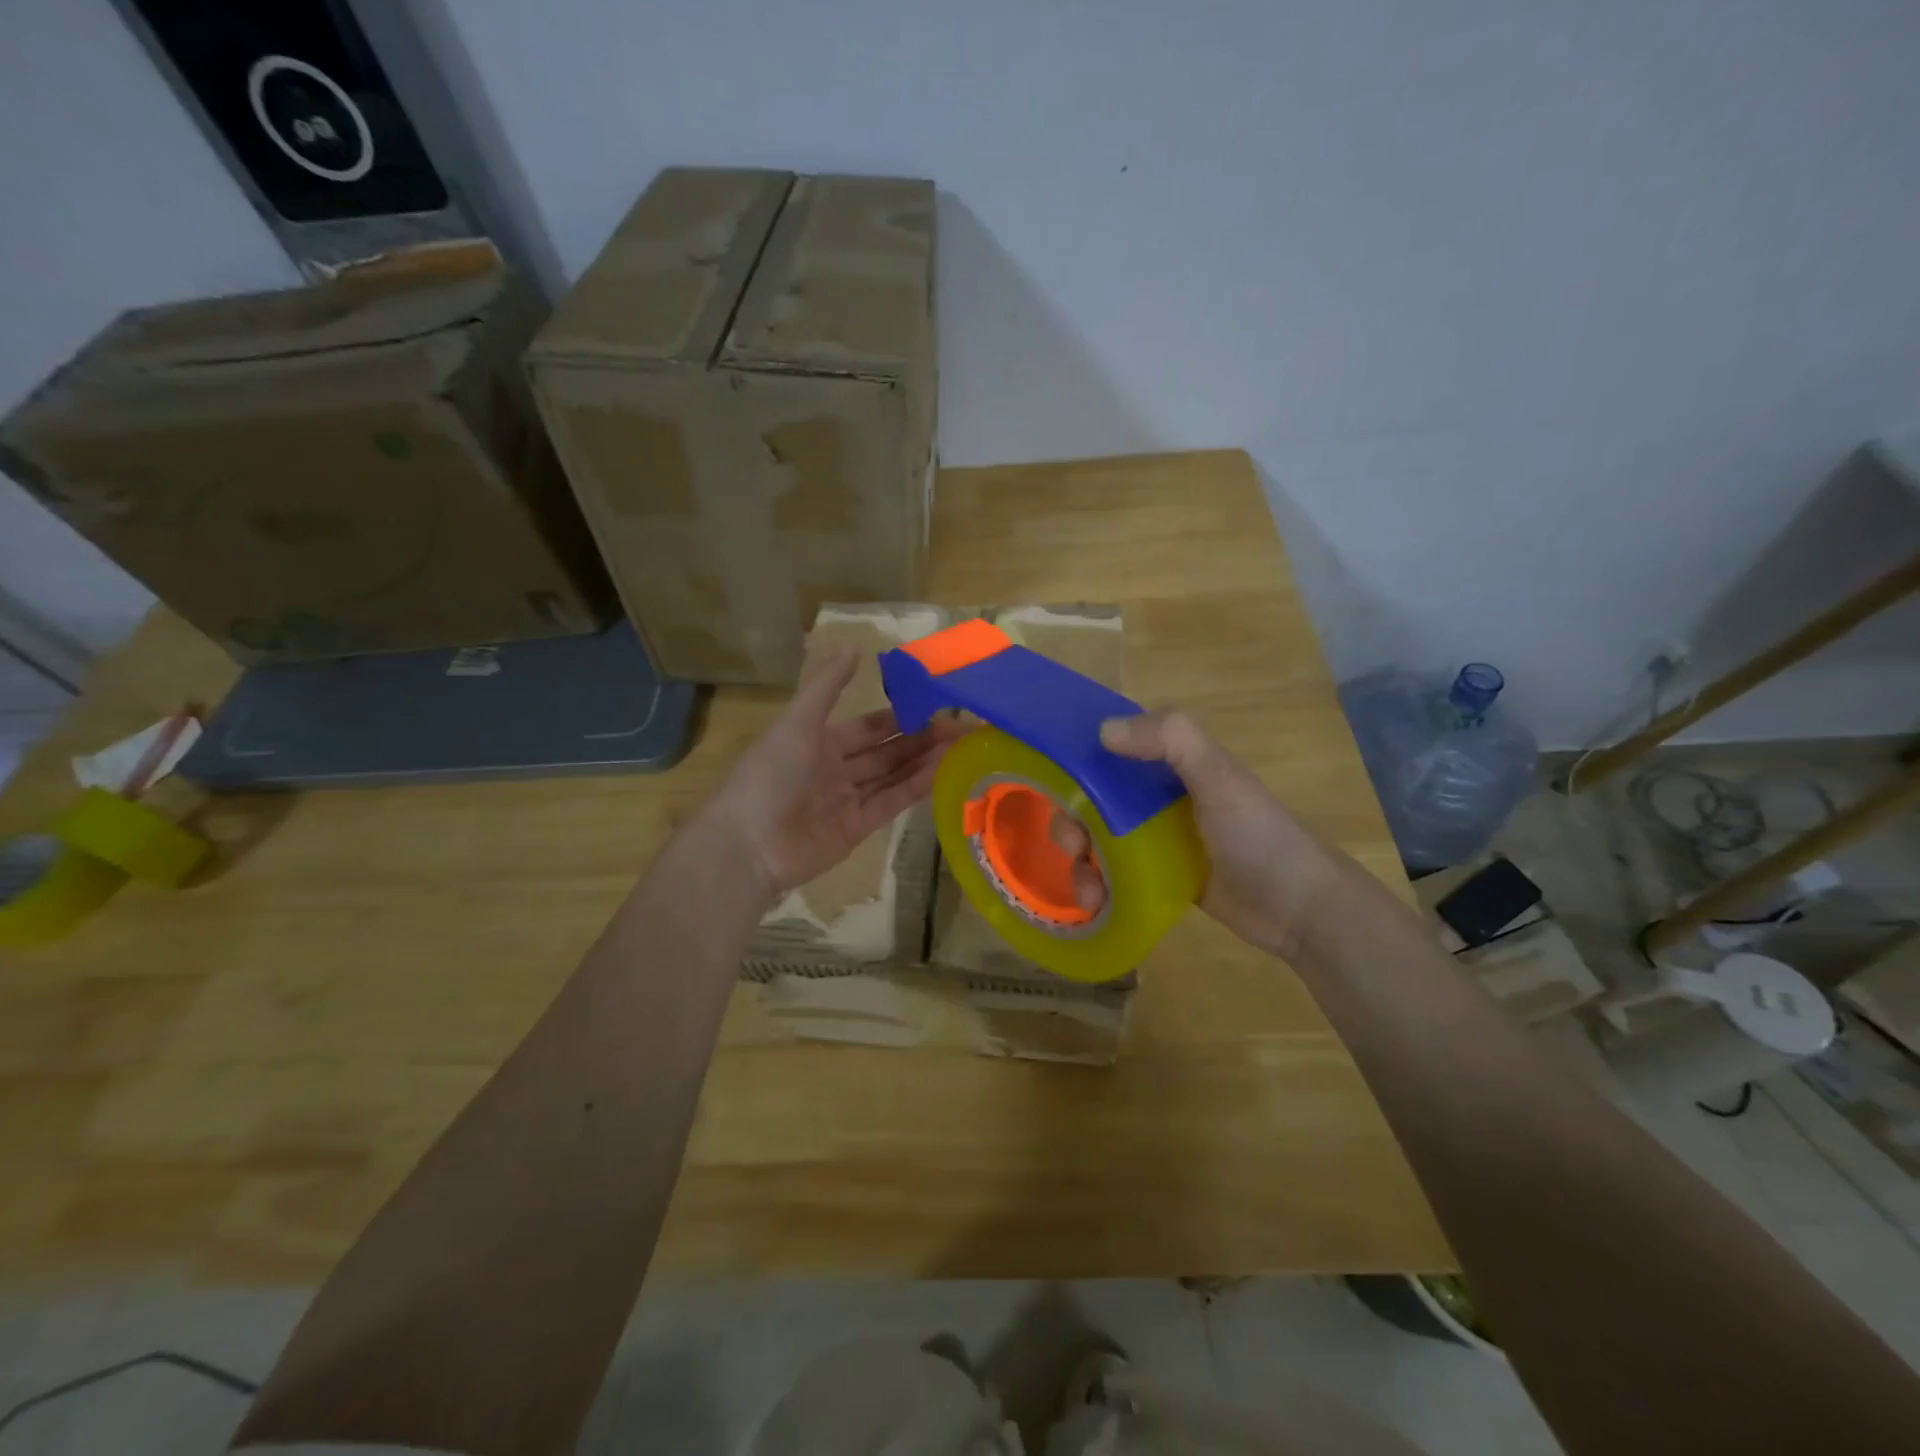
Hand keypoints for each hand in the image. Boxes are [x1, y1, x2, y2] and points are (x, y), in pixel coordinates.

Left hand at [706, 647, 962, 899]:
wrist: (749, 844)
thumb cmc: (771, 774)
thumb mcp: (798, 722)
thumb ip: (827, 686)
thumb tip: (854, 645)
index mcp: (818, 742)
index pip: (868, 726)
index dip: (900, 716)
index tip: (935, 706)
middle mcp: (835, 770)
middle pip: (886, 751)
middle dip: (921, 739)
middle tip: (961, 726)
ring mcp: (846, 801)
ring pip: (892, 776)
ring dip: (924, 761)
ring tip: (961, 746)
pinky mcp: (856, 830)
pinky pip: (890, 803)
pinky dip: (915, 787)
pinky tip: (942, 771)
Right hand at [1051, 709, 1337, 959]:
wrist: (1300, 909)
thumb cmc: (1259, 836)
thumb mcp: (1220, 777)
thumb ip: (1171, 740)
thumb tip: (1102, 730)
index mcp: (1173, 765)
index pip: (1112, 750)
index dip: (1078, 759)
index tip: (1050, 779)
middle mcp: (1159, 798)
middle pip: (1094, 800)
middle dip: (1073, 822)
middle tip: (1073, 847)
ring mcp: (1158, 841)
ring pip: (1099, 841)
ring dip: (1082, 863)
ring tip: (1089, 894)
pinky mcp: (1159, 879)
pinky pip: (1114, 875)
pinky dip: (1098, 887)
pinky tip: (1096, 905)